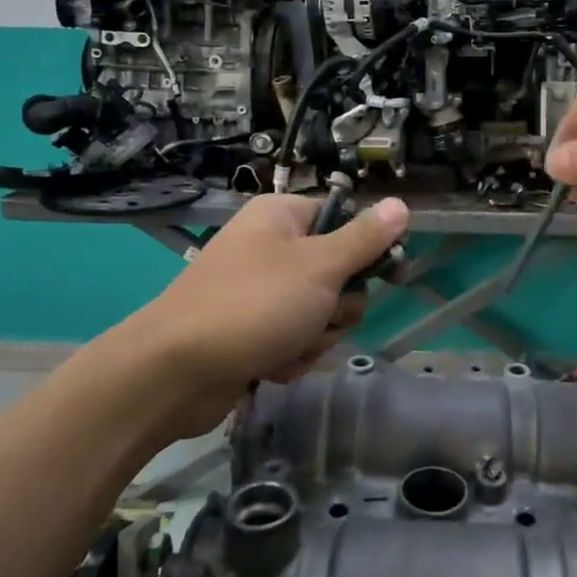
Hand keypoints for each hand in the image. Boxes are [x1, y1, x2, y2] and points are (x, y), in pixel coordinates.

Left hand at [118, 193, 409, 419]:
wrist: (175, 372)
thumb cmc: (253, 305)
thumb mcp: (320, 267)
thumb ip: (364, 239)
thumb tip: (401, 204)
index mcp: (282, 218)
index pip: (343, 219)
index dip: (367, 247)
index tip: (388, 272)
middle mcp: (271, 249)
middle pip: (338, 273)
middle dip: (337, 305)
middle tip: (320, 314)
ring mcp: (260, 293)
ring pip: (321, 313)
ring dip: (315, 336)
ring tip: (287, 346)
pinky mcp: (253, 331)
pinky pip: (296, 339)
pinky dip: (292, 355)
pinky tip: (271, 366)